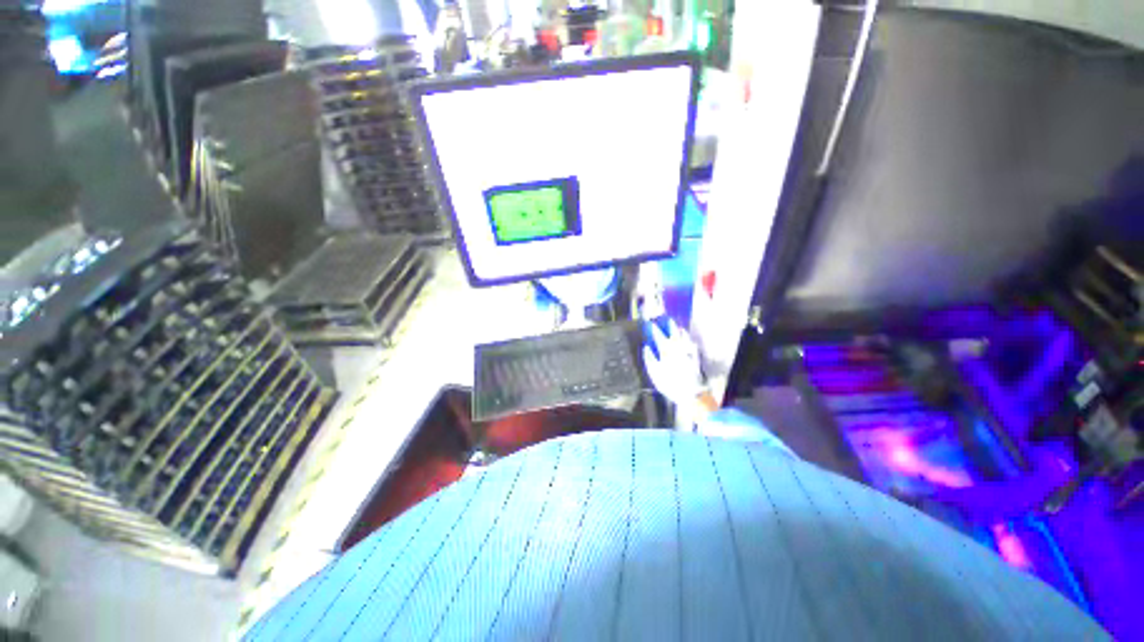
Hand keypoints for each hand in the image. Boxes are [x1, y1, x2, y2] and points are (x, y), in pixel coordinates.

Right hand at [642, 319, 708, 409]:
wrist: (691, 393)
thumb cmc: (669, 383)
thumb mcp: (654, 372)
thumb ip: (649, 358)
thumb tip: (646, 347)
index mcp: (666, 350)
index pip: (658, 336)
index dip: (654, 329)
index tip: (651, 324)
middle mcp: (677, 347)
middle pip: (673, 333)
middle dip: (670, 325)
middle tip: (667, 319)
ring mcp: (688, 351)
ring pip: (684, 337)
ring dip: (680, 331)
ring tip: (678, 327)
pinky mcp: (695, 357)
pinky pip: (691, 344)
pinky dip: (689, 340)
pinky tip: (689, 339)